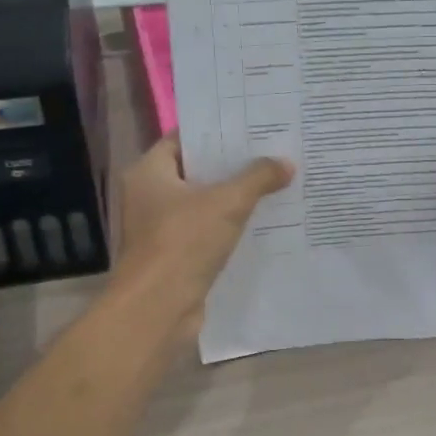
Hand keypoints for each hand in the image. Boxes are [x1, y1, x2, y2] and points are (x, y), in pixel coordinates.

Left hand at [112, 133, 294, 344]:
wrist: (158, 309)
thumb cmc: (183, 242)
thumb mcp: (227, 203)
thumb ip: (257, 178)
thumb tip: (286, 162)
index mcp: (149, 173)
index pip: (183, 139)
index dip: (216, 131)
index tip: (250, 126)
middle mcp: (149, 197)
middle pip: (195, 171)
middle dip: (232, 165)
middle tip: (271, 151)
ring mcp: (160, 229)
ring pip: (203, 204)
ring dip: (234, 198)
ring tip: (276, 182)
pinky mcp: (176, 257)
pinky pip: (207, 232)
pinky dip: (230, 227)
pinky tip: (263, 222)